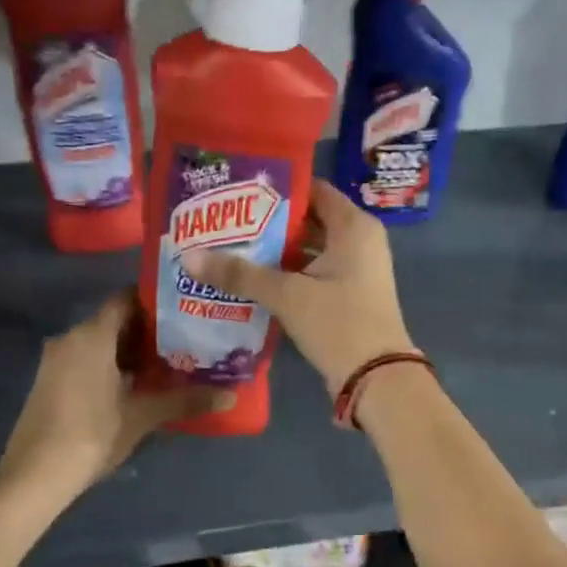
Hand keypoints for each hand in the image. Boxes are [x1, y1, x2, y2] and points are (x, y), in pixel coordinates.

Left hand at [0, 294, 229, 502]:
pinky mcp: (49, 380)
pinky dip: (110, 364)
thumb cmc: (92, 435)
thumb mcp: (142, 416)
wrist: (34, 474)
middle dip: (148, 330)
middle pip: (114, 321)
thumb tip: (230, 396)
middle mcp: (70, 337)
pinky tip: (135, 385)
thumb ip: (184, 400)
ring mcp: (56, 359)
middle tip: (185, 340)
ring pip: (99, 342)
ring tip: (167, 363)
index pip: (126, 299)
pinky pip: (85, 359)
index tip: (184, 311)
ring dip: (129, 351)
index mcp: (92, 335)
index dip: (155, 302)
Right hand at [182, 179, 415, 396]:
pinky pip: (312, 273)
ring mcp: (355, 270)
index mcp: (354, 226)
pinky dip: (287, 273)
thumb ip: (240, 274)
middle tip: (226, 219)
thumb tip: (190, 257)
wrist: (376, 378)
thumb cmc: (339, 323)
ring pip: (308, 249)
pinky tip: (251, 278)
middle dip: (268, 222)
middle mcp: (359, 241)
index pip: (313, 190)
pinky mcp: (348, 295)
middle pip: (308, 219)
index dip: (277, 188)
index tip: (239, 190)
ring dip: (274, 250)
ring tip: (230, 246)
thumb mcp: (287, 295)